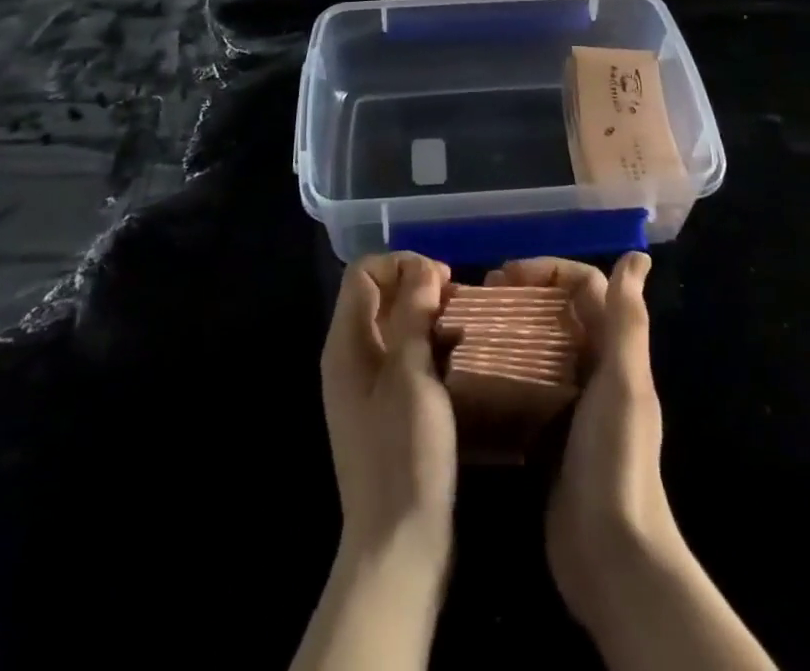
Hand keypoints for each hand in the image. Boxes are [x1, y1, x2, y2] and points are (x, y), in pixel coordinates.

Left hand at [320, 252, 457, 567]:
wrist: (398, 544)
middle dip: (418, 286)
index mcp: (345, 344)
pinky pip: (403, 357)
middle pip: (378, 296)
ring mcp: (366, 386)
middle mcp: (350, 358)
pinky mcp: (386, 409)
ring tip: (465, 326)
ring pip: (394, 326)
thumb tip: (422, 267)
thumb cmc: (404, 452)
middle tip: (458, 301)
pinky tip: (458, 358)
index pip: (363, 273)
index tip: (442, 280)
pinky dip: (428, 346)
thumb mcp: (412, 374)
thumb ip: (413, 313)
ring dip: (427, 316)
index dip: (401, 264)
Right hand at [491, 255, 777, 670]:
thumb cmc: (616, 457)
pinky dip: (499, 372)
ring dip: (506, 330)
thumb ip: (627, 320)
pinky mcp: (546, 433)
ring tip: (466, 328)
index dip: (549, 271)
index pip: (585, 286)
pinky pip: (521, 387)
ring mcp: (569, 403)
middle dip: (521, 295)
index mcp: (614, 351)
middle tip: (479, 296)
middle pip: (556, 313)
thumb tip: (637, 256)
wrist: (610, 555)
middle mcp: (594, 369)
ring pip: (536, 347)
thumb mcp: (622, 382)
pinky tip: (467, 375)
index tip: (507, 275)